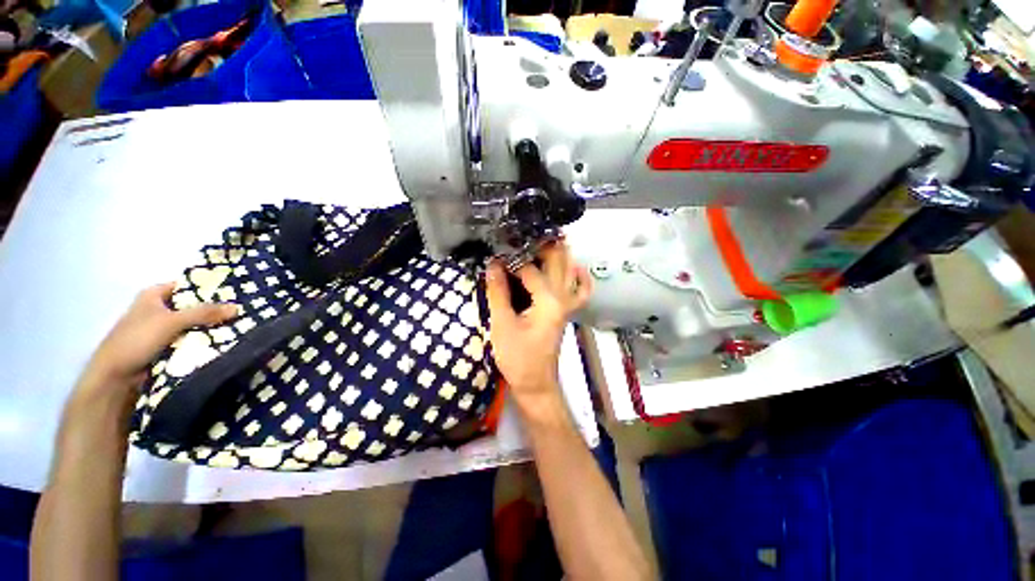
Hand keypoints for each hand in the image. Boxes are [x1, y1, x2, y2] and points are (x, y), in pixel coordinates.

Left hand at [78, 282, 237, 397]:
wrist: (116, 377)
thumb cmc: (136, 340)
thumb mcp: (171, 322)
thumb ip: (204, 313)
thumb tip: (237, 307)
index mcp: (154, 295)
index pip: (188, 286)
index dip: (210, 288)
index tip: (237, 292)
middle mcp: (159, 309)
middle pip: (193, 306)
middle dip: (215, 310)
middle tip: (243, 311)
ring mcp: (162, 329)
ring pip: (194, 324)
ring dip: (211, 327)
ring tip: (240, 325)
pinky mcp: (167, 346)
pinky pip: (191, 339)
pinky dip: (204, 340)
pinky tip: (224, 340)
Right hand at [485, 242, 591, 421]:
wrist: (535, 383)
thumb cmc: (518, 358)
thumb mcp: (502, 325)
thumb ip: (498, 292)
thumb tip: (492, 265)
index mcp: (548, 301)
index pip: (530, 270)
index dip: (512, 261)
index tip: (496, 255)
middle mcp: (563, 298)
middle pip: (558, 263)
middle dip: (544, 245)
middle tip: (526, 234)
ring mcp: (567, 305)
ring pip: (570, 272)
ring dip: (560, 254)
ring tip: (546, 240)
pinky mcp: (566, 311)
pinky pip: (580, 291)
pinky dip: (581, 278)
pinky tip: (575, 268)